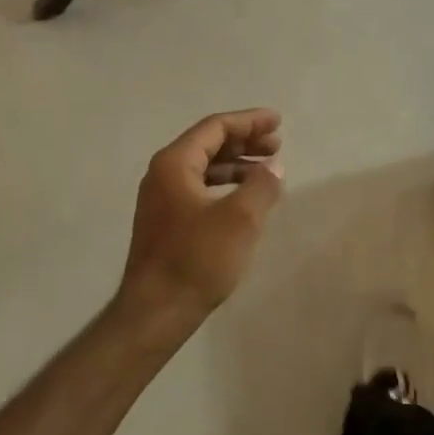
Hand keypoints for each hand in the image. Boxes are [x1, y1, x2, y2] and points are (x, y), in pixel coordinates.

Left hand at [119, 109, 284, 330]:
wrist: (156, 312)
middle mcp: (163, 173)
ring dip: (237, 163)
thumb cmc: (197, 259)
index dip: (249, 121)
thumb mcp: (240, 218)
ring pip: (205, 166)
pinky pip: (200, 187)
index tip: (277, 122)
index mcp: (174, 163)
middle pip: (209, 143)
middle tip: (277, 145)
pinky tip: (246, 196)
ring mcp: (162, 199)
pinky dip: (226, 184)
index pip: (215, 127)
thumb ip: (262, 184)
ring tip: (268, 168)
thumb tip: (273, 166)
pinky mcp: (166, 221)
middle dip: (245, 141)